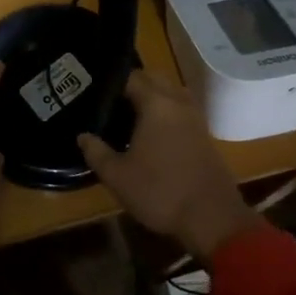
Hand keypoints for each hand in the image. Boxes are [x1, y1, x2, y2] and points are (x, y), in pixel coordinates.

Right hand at [78, 71, 257, 261]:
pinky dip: (167, 111)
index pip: (131, 77)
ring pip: (171, 92)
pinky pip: (182, 109)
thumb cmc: (161, 192)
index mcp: (156, 103)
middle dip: (133, 85)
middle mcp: (178, 102)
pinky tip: (153, 132)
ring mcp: (195, 117)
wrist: (212, 218)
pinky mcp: (205, 134)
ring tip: (130, 115)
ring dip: (153, 96)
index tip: (94, 93)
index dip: (111, 82)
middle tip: (110, 103)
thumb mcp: (118, 176)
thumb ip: (96, 152)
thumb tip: (83, 136)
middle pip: (154, 79)